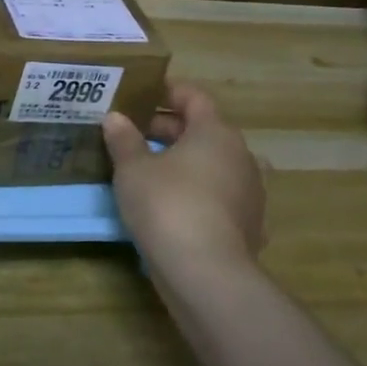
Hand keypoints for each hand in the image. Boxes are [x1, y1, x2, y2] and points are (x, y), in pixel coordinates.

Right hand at [102, 81, 264, 269]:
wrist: (206, 273)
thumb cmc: (167, 206)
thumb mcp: (133, 170)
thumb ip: (124, 140)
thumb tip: (115, 118)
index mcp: (215, 132)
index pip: (194, 97)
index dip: (168, 92)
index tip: (143, 95)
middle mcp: (241, 155)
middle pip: (205, 131)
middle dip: (170, 130)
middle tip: (135, 135)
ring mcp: (251, 192)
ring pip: (215, 165)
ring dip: (187, 163)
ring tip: (154, 172)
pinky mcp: (251, 226)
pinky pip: (221, 198)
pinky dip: (201, 194)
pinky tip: (178, 207)